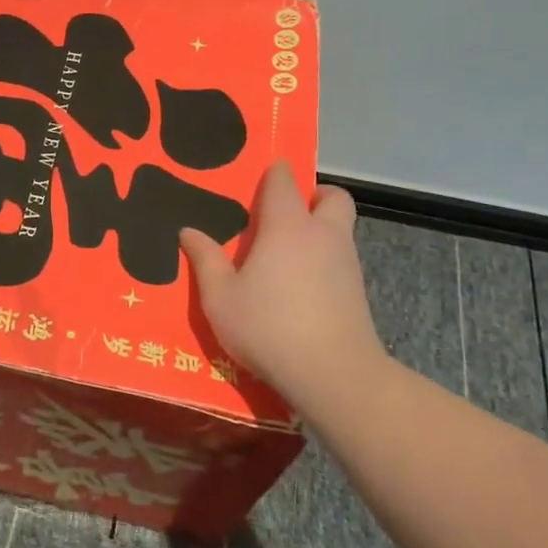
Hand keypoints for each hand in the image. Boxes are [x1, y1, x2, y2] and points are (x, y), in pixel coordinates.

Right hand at [180, 163, 390, 410]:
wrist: (334, 375)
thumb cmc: (269, 327)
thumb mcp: (220, 298)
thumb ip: (205, 260)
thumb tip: (188, 231)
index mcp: (287, 226)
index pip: (285, 181)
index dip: (274, 173)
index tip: (259, 178)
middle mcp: (323, 234)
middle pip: (332, 196)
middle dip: (314, 196)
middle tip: (285, 215)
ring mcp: (347, 263)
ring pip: (340, 229)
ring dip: (320, 230)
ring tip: (287, 256)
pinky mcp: (358, 292)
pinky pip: (342, 259)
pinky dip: (326, 261)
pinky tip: (302, 288)